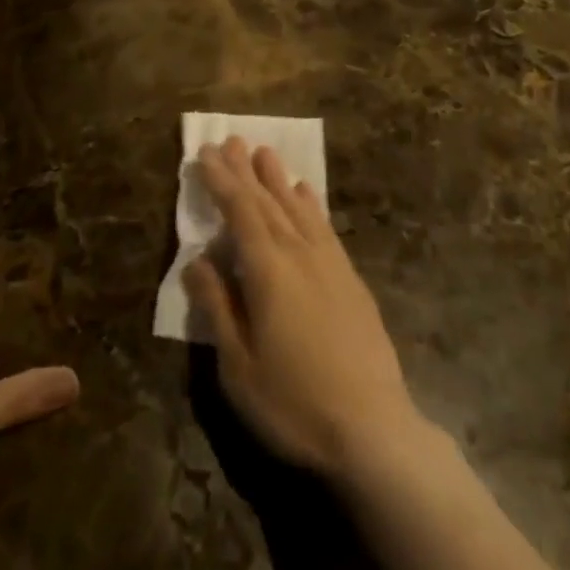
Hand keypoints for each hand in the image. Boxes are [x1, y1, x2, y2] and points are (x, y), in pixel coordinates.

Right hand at [182, 137, 422, 480]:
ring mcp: (329, 262)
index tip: (206, 153)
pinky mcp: (350, 277)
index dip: (221, 181)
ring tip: (264, 152)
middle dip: (245, 170)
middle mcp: (298, 252)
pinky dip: (310, 204)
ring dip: (277, 178)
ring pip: (296, 207)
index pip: (239, 211)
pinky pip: (324, 225)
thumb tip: (195, 261)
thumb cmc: (295, 402)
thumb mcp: (239, 366)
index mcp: (267, 269)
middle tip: (230, 140)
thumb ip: (217, 307)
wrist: (374, 429)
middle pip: (266, 201)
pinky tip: (305, 193)